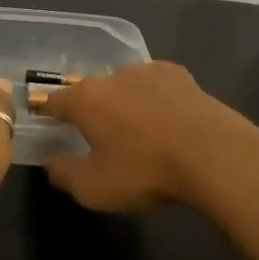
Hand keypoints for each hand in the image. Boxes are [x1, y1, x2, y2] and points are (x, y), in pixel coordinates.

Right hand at [40, 61, 258, 212]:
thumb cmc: (145, 171)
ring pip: (125, 85)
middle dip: (89, 108)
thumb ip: (64, 174)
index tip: (44, 118)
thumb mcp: (93, 188)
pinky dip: (153, 99)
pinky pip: (156, 86)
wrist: (214, 155)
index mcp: (86, 99)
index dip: (47, 111)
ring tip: (134, 127)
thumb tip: (50, 162)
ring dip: (123, 102)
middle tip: (95, 132)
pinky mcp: (182, 76)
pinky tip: (164, 118)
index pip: (55, 100)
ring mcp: (150, 71)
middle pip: (91, 90)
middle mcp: (114, 76)